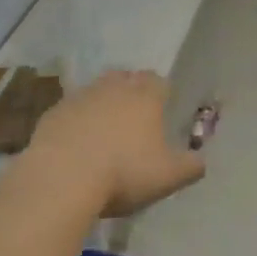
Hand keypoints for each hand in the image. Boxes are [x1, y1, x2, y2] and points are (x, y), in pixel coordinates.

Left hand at [30, 71, 204, 217]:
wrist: (62, 177)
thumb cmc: (123, 173)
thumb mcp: (168, 177)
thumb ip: (190, 167)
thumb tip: (201, 161)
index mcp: (145, 97)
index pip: (159, 81)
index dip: (162, 93)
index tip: (162, 108)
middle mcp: (114, 88)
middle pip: (127, 78)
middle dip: (132, 90)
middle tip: (134, 115)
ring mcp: (81, 96)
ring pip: (97, 89)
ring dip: (103, 102)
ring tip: (105, 128)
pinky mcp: (54, 112)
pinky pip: (71, 109)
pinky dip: (77, 119)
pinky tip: (76, 142)